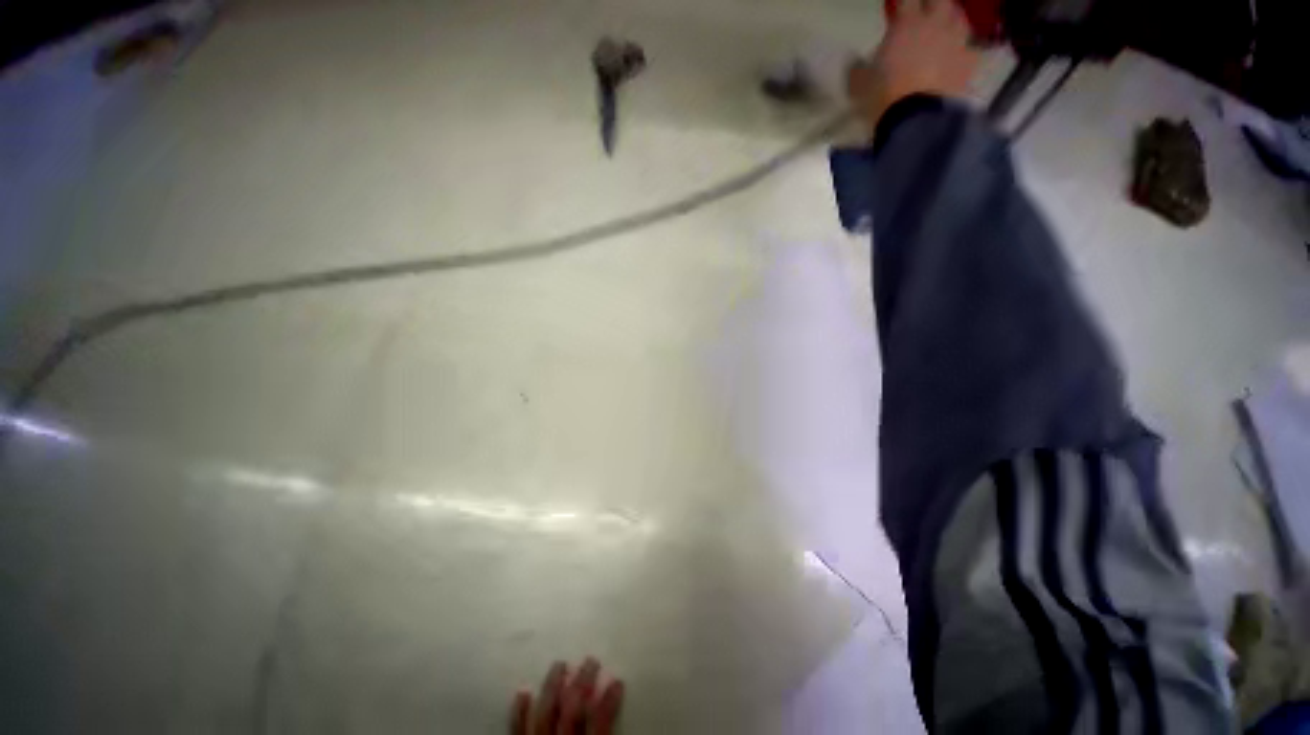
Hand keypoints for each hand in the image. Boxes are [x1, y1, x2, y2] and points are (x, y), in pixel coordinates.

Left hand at [510, 658, 624, 734]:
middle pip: (571, 708)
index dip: (609, 700)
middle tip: (591, 660)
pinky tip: (524, 691)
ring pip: (545, 712)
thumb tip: (615, 700)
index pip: (599, 720)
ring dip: (553, 686)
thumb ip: (604, 732)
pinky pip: (517, 729)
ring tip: (561, 664)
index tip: (618, 681)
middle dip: (582, 682)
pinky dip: (519, 711)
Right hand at [847, 0, 979, 128]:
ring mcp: (956, 42)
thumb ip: (859, 69)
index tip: (896, 8)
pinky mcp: (970, 63)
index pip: (906, 0)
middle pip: (940, 1)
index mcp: (907, 24)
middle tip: (923, 12)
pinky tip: (956, 56)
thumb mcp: (860, 85)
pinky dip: (963, 49)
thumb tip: (855, 64)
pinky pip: (969, 48)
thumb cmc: (884, 97)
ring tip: (943, 28)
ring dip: (950, 20)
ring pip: (958, 18)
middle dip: (931, 4)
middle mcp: (935, 24)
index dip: (901, 3)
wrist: (917, 119)